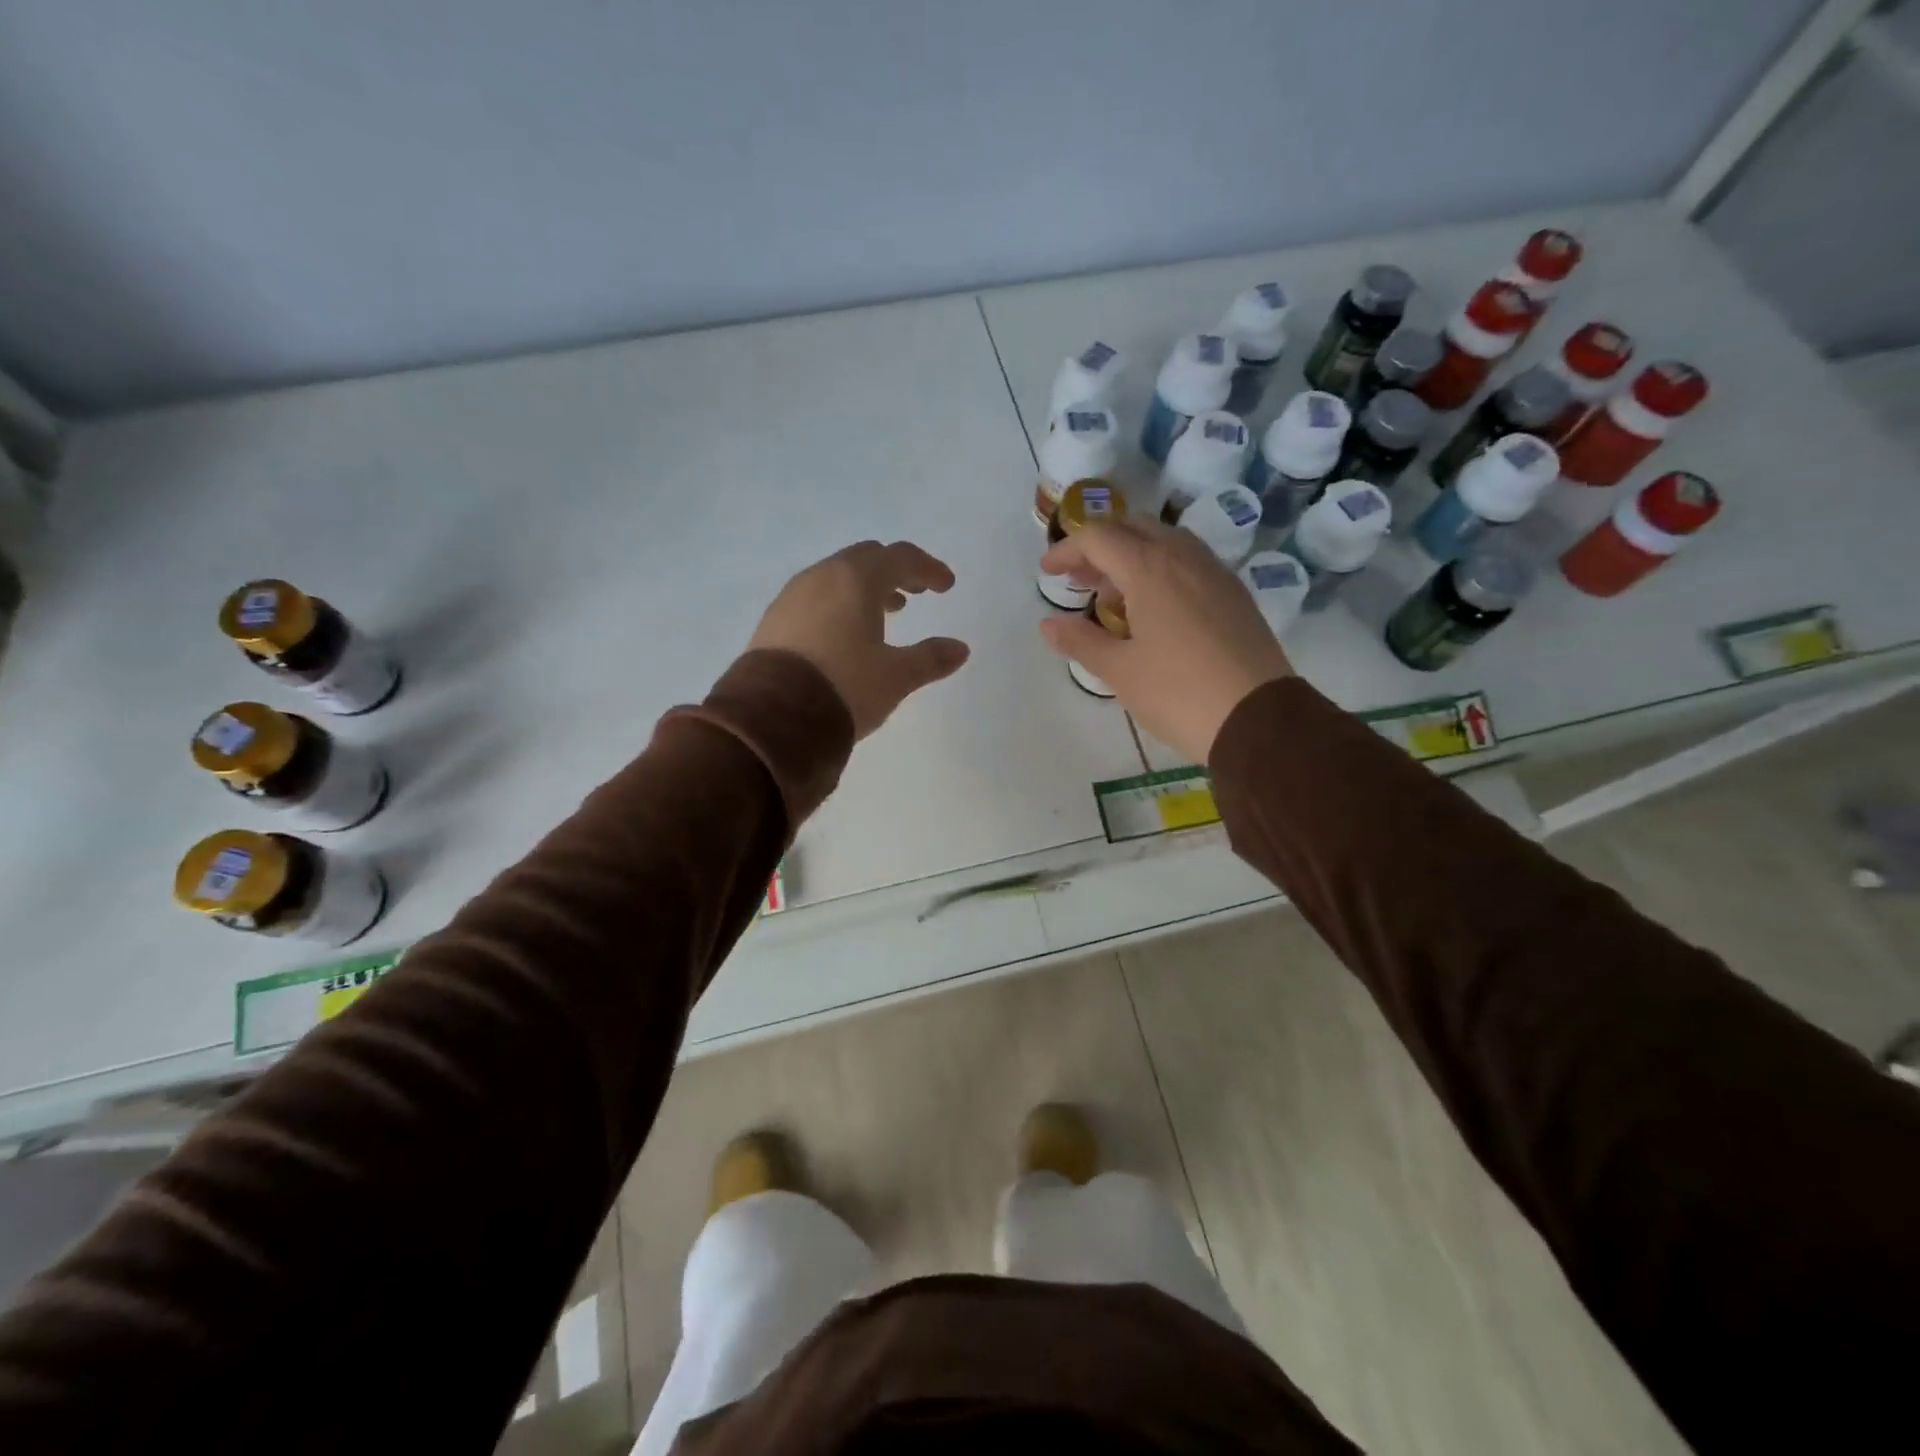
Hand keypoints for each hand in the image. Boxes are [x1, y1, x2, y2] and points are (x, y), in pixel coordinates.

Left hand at [750, 541, 970, 738]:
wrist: (773, 717)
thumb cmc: (844, 687)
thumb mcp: (895, 677)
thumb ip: (930, 658)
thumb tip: (960, 649)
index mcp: (857, 580)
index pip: (901, 557)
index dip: (928, 568)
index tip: (946, 586)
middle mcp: (822, 576)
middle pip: (866, 558)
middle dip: (895, 571)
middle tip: (915, 593)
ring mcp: (793, 595)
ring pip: (837, 576)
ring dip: (865, 587)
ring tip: (886, 613)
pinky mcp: (774, 619)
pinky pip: (815, 596)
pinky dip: (839, 602)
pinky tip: (844, 632)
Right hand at [1037, 520, 1293, 763]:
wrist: (1258, 719)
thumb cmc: (1177, 693)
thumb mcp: (1119, 671)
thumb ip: (1080, 641)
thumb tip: (1048, 624)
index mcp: (1150, 568)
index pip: (1098, 537)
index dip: (1067, 550)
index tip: (1048, 573)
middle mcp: (1184, 557)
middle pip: (1133, 527)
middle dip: (1100, 546)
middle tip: (1080, 580)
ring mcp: (1215, 572)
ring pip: (1165, 541)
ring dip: (1132, 555)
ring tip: (1114, 597)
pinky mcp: (1234, 593)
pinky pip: (1190, 562)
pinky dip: (1161, 569)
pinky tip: (1155, 609)